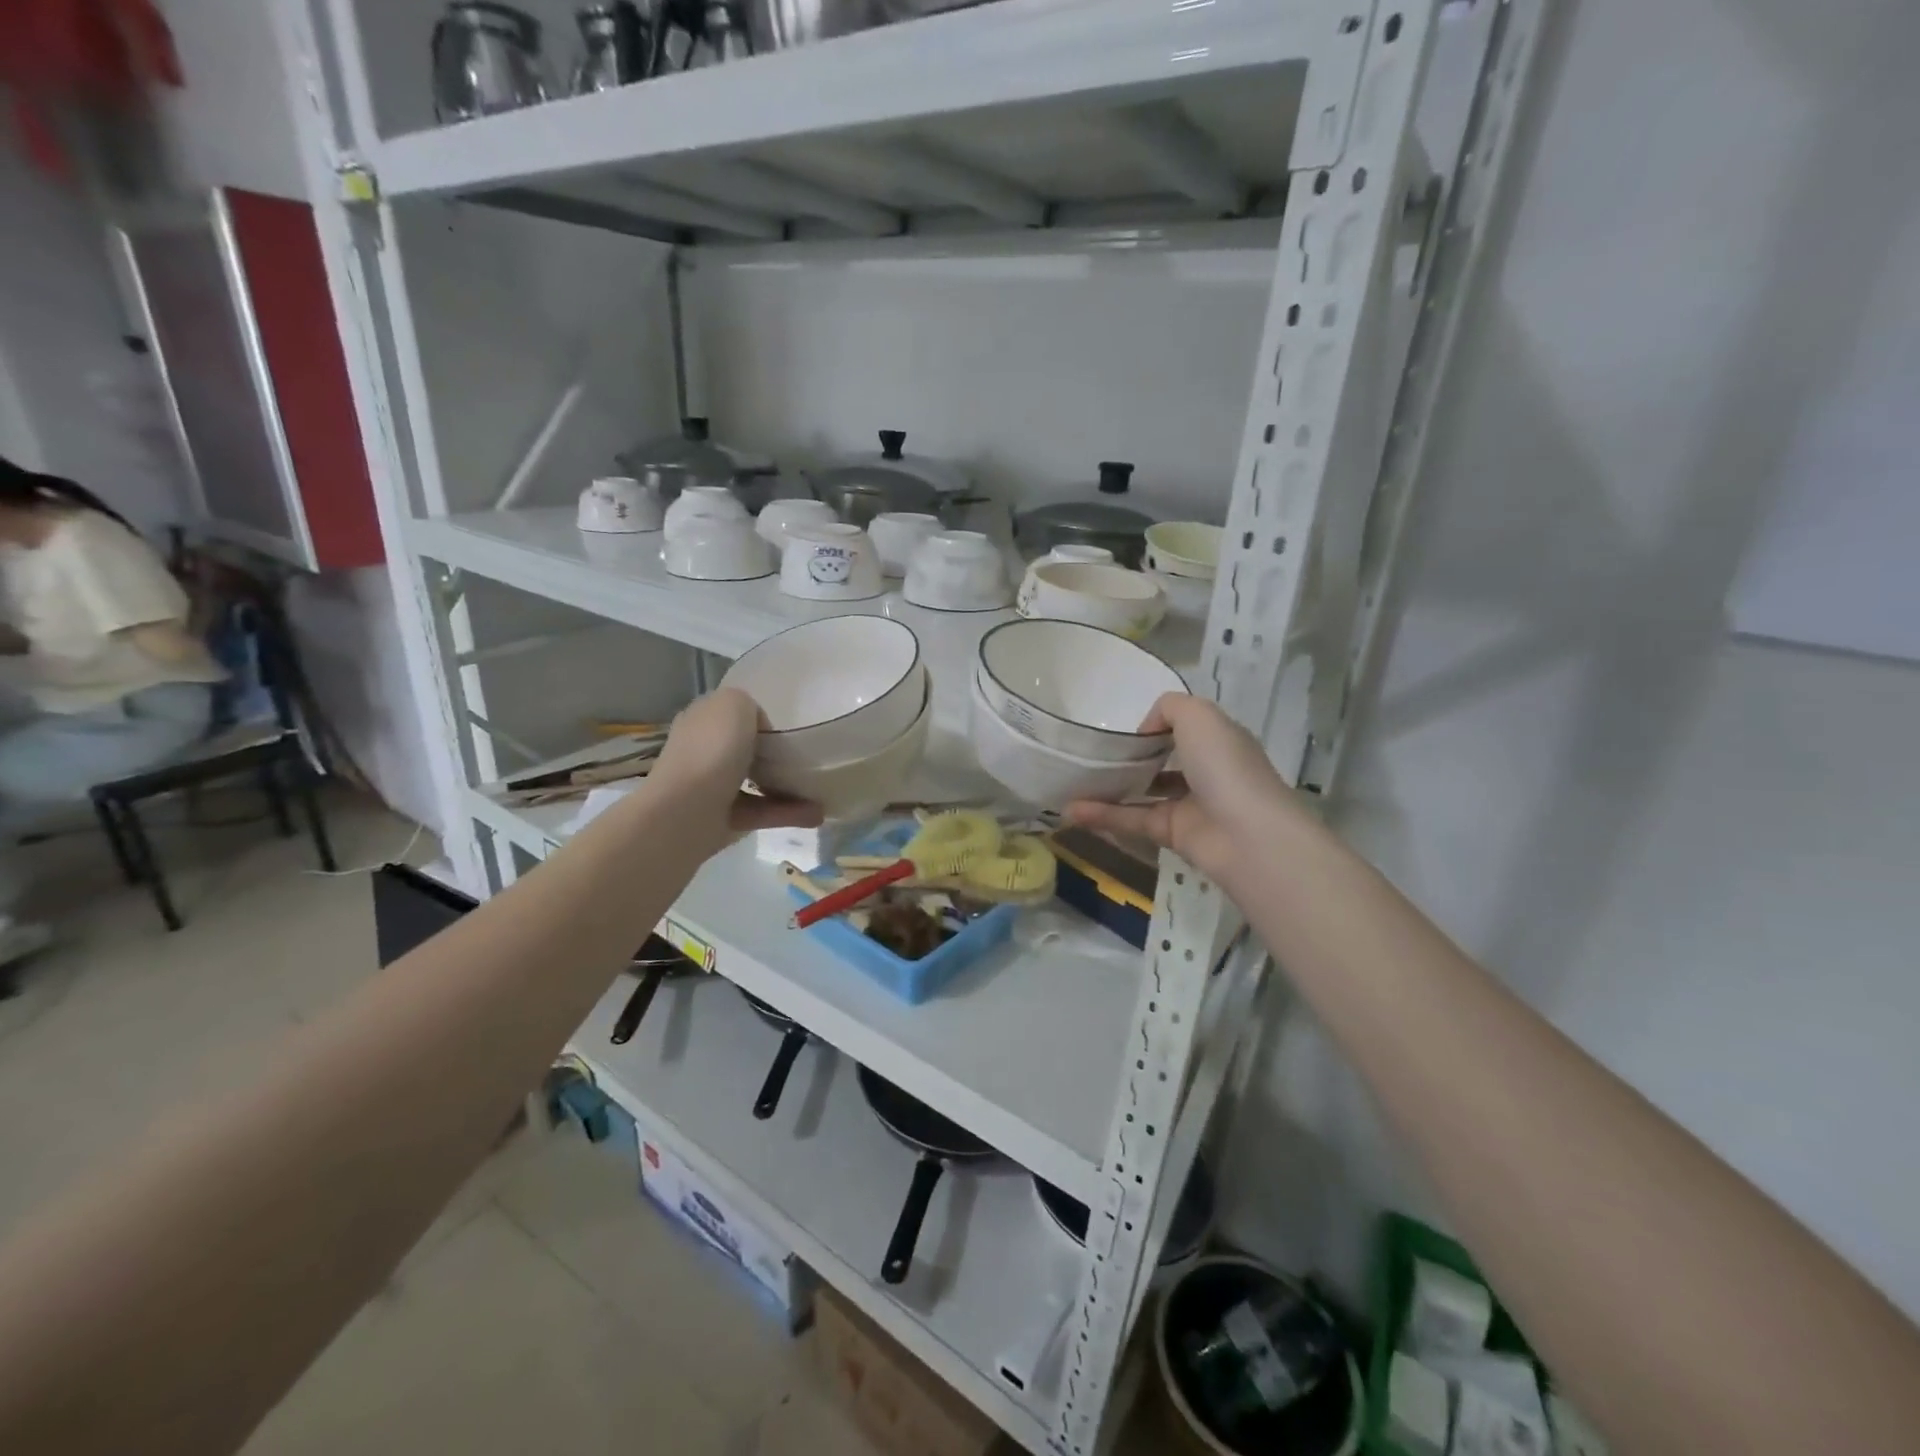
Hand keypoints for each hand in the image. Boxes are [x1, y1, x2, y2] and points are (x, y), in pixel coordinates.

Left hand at [649, 688, 821, 858]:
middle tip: (807, 753)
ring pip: (757, 781)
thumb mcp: (734, 703)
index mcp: (701, 720)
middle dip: (774, 751)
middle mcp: (704, 751)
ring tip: (821, 787)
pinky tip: (817, 814)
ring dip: (789, 785)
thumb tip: (760, 731)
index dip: (757, 714)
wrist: (685, 814)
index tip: (788, 722)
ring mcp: (713, 787)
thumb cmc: (710, 750)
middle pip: (744, 747)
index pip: (730, 712)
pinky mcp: (725, 819)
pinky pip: (763, 811)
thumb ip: (749, 705)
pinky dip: (789, 812)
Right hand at [1064, 694, 1305, 882]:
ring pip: (1142, 792)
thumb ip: (1168, 708)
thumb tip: (1145, 732)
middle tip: (1091, 753)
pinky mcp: (1171, 834)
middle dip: (1130, 757)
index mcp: (1217, 740)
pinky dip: (1102, 815)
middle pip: (1163, 761)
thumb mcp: (1198, 715)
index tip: (1123, 728)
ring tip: (1072, 781)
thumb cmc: (1224, 765)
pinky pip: (1132, 820)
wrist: (1247, 835)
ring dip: (1108, 788)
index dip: (1156, 726)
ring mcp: (1188, 805)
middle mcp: (1205, 771)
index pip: (1185, 728)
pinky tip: (1072, 810)